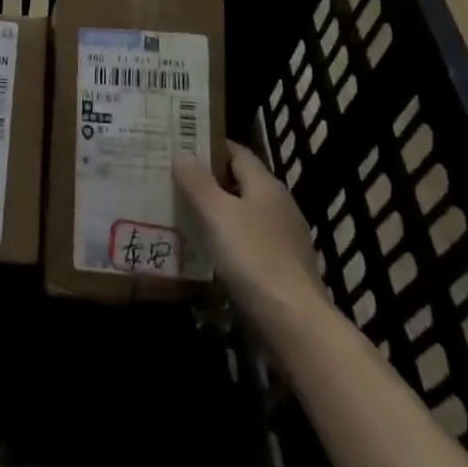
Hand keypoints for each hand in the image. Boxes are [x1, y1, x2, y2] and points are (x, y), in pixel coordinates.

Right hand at [175, 143, 325, 318]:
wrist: (294, 322)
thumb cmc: (253, 257)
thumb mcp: (217, 213)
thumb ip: (198, 181)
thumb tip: (183, 152)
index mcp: (266, 185)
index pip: (236, 152)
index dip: (210, 145)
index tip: (180, 144)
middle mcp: (279, 205)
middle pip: (240, 182)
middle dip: (209, 179)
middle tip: (173, 178)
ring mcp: (284, 238)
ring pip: (243, 213)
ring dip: (217, 211)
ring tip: (182, 211)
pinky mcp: (282, 267)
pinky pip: (248, 241)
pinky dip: (227, 238)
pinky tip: (206, 249)